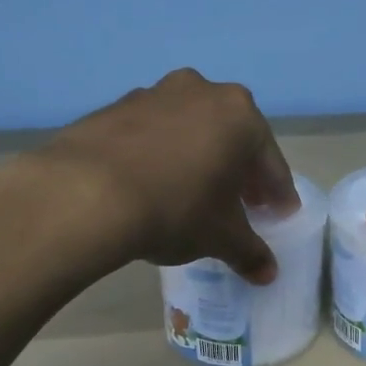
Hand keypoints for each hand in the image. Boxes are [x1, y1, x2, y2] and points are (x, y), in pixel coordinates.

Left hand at [40, 69, 298, 282]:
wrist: (86, 194)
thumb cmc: (176, 209)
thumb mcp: (220, 237)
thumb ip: (249, 251)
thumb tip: (267, 273)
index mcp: (240, 115)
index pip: (270, 162)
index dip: (277, 194)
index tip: (279, 215)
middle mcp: (201, 91)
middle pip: (231, 138)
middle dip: (239, 171)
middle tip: (241, 204)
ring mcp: (154, 94)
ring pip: (190, 130)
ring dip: (198, 158)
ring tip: (193, 193)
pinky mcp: (114, 107)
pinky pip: (152, 133)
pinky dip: (160, 154)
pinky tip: (152, 184)